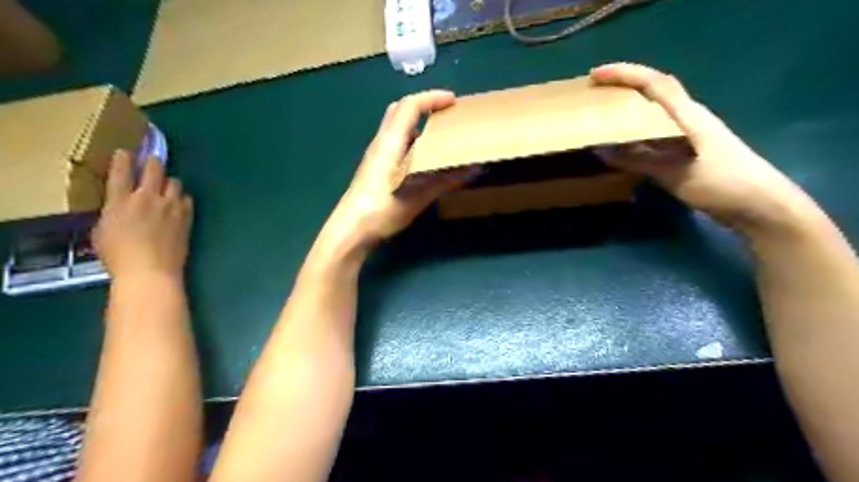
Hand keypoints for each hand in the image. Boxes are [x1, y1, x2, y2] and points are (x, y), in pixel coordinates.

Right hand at [95, 151, 192, 282]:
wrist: (151, 270)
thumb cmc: (119, 256)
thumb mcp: (102, 231)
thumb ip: (112, 213)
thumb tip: (120, 206)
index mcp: (120, 201)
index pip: (121, 171)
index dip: (123, 158)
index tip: (125, 152)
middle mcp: (147, 198)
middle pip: (154, 169)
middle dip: (152, 162)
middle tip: (151, 162)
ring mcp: (170, 206)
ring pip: (175, 182)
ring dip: (169, 182)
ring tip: (166, 187)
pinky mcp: (187, 217)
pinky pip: (187, 199)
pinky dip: (182, 198)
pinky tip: (178, 203)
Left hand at [320, 88, 467, 249]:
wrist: (350, 230)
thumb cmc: (380, 210)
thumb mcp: (416, 196)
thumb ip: (445, 181)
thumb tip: (474, 169)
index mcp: (389, 142)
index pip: (409, 106)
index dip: (432, 98)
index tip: (454, 101)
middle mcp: (381, 143)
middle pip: (400, 110)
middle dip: (424, 106)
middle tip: (446, 113)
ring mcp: (376, 156)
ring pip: (397, 128)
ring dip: (418, 123)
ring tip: (440, 134)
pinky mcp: (376, 168)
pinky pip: (396, 144)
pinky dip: (413, 141)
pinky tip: (425, 159)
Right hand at [591, 62, 817, 234]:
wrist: (760, 206)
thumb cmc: (722, 184)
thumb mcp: (676, 173)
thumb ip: (639, 161)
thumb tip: (602, 151)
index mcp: (688, 116)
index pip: (654, 83)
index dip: (624, 74)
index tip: (595, 75)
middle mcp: (688, 118)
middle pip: (654, 91)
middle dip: (624, 86)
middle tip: (594, 92)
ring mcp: (689, 135)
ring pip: (654, 113)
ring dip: (629, 110)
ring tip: (601, 116)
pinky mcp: (688, 151)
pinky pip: (655, 135)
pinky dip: (635, 135)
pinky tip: (622, 145)